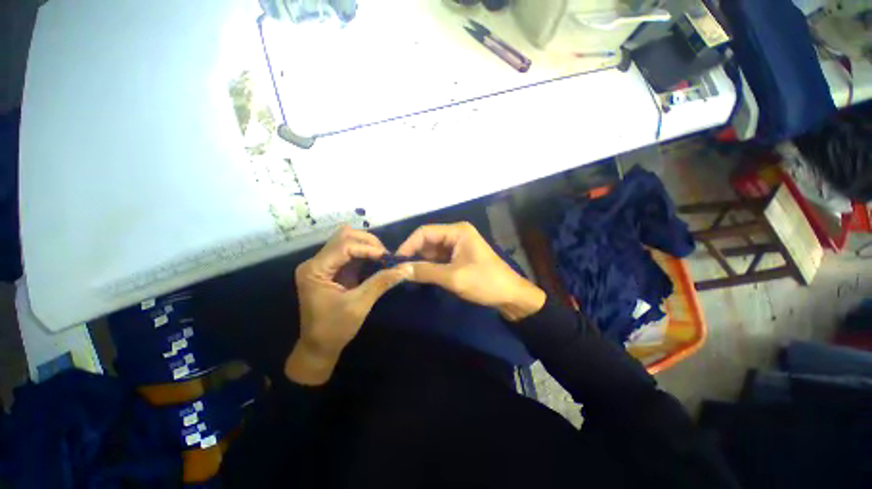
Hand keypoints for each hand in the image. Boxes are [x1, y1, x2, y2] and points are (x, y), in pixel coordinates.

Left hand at [286, 226, 412, 384]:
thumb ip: (381, 282)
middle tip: (385, 255)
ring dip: (366, 245)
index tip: (388, 257)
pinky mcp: (332, 269)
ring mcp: (323, 265)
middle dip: (368, 242)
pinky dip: (364, 253)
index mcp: (315, 270)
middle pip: (343, 237)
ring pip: (346, 241)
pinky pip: (349, 253)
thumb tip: (405, 268)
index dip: (368, 248)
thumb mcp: (359, 304)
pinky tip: (376, 260)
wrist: (318, 347)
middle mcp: (315, 262)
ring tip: (382, 256)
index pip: (344, 246)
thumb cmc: (334, 329)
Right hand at [396, 222, 545, 321]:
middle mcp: (456, 234)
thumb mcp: (453, 277)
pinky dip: (430, 267)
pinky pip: (439, 259)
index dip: (408, 245)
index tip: (396, 262)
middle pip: (428, 240)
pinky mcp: (459, 257)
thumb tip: (399, 269)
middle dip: (414, 255)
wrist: (510, 296)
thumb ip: (425, 271)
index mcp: (457, 231)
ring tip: (410, 276)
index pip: (425, 232)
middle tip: (401, 272)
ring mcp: (458, 245)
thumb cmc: (485, 282)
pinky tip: (423, 276)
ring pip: (432, 251)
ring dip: (422, 262)